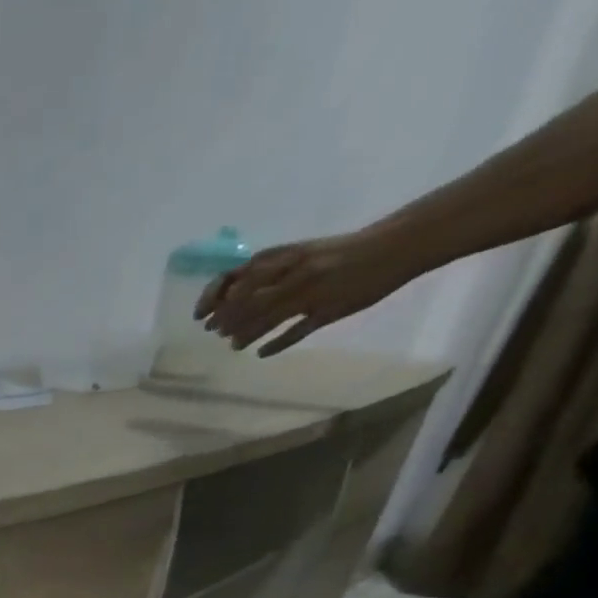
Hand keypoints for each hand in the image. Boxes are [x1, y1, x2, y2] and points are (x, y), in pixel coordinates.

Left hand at [196, 228, 421, 354]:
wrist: (397, 244)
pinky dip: (275, 344)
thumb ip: (265, 271)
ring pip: (268, 318)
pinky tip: (261, 353)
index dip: (213, 298)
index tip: (200, 316)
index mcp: (287, 256)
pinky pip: (297, 332)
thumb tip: (225, 294)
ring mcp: (315, 292)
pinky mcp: (331, 310)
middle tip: (217, 333)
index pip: (237, 278)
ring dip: (246, 334)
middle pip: (248, 302)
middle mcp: (296, 272)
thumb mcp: (299, 253)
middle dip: (227, 320)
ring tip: (235, 345)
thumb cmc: (339, 252)